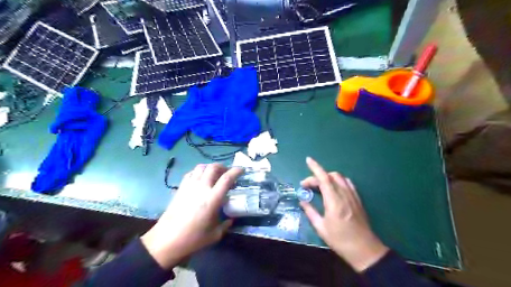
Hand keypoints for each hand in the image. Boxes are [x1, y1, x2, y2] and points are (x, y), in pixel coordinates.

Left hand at [140, 164, 241, 268]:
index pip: (227, 178)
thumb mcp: (215, 234)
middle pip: (213, 167)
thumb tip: (231, 219)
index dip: (236, 171)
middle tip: (227, 173)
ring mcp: (189, 186)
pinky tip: (200, 179)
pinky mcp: (180, 188)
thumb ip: (226, 225)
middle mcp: (201, 188)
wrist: (166, 241)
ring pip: (201, 167)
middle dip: (223, 167)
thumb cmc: (193, 239)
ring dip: (210, 168)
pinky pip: (191, 173)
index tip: (242, 170)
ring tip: (214, 174)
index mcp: (213, 199)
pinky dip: (199, 172)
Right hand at [301, 158, 386, 271]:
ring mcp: (353, 196)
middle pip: (330, 176)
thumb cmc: (340, 240)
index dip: (315, 167)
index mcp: (334, 201)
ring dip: (327, 177)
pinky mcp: (358, 199)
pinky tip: (334, 188)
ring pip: (340, 178)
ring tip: (319, 186)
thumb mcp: (321, 227)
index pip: (324, 178)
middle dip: (317, 176)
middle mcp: (344, 194)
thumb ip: (310, 211)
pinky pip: (348, 183)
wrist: (364, 249)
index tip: (308, 160)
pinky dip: (338, 181)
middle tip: (307, 186)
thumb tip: (303, 201)